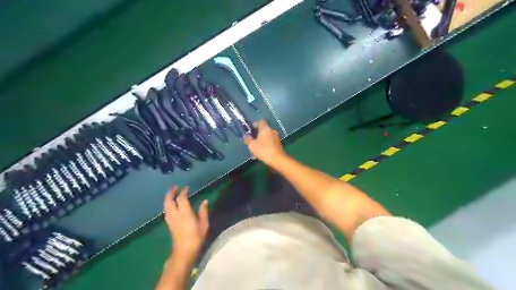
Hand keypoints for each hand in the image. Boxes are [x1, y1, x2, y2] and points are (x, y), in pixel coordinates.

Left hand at [163, 186, 206, 255]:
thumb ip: (203, 211)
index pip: (181, 198)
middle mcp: (175, 214)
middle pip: (169, 200)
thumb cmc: (196, 237)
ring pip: (166, 205)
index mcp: (184, 213)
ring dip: (168, 198)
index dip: (183, 191)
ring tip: (172, 194)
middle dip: (170, 193)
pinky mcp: (169, 224)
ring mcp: (170, 219)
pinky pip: (166, 210)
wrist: (184, 251)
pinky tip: (171, 204)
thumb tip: (204, 201)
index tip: (186, 187)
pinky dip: (168, 204)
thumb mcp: (204, 224)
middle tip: (175, 187)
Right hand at [245, 120, 288, 165]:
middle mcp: (272, 131)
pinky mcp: (279, 144)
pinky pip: (270, 142)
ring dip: (261, 141)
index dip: (255, 124)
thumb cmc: (263, 150)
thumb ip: (248, 139)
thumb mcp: (252, 146)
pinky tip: (262, 152)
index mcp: (265, 129)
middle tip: (252, 140)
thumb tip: (246, 136)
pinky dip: (266, 145)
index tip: (251, 129)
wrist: (277, 159)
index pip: (261, 121)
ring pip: (267, 137)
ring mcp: (276, 137)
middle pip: (264, 129)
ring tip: (256, 149)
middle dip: (257, 134)